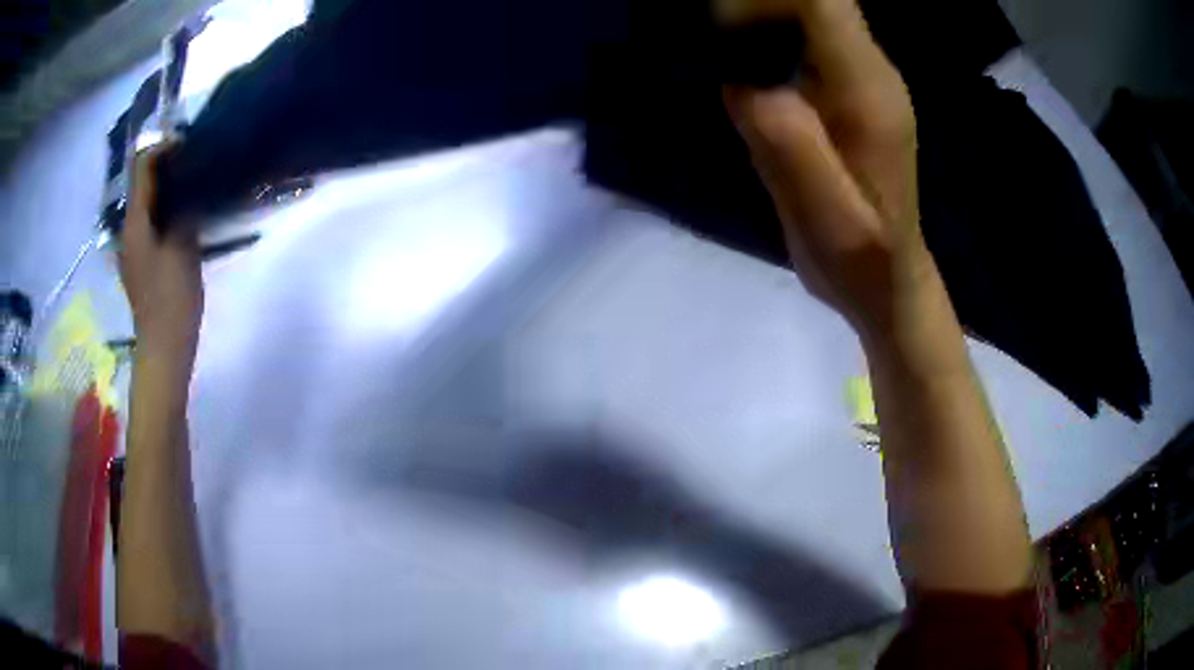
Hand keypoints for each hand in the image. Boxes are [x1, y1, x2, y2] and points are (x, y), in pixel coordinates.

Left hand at [118, 144, 203, 367]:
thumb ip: (184, 210)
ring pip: (146, 202)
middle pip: (142, 183)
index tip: (189, 141)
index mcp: (135, 223)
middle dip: (165, 165)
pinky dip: (165, 208)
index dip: (162, 147)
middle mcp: (128, 229)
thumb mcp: (183, 249)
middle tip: (194, 158)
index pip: (142, 167)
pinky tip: (183, 213)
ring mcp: (133, 247)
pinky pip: (150, 221)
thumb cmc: (171, 300)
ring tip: (192, 181)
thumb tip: (189, 183)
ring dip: (165, 186)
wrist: (163, 349)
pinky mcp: (141, 261)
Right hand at [722, 0, 928, 336]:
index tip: (722, 17)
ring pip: (811, 11)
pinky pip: (808, 37)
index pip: (823, 3)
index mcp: (866, 92)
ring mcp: (863, 78)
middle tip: (713, 33)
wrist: (890, 281)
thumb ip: (784, 142)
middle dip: (758, 2)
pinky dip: (769, 33)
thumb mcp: (822, 215)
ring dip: (760, 12)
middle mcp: (870, 70)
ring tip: (719, 41)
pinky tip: (744, 62)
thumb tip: (739, 79)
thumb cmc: (860, 261)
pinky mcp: (851, 91)